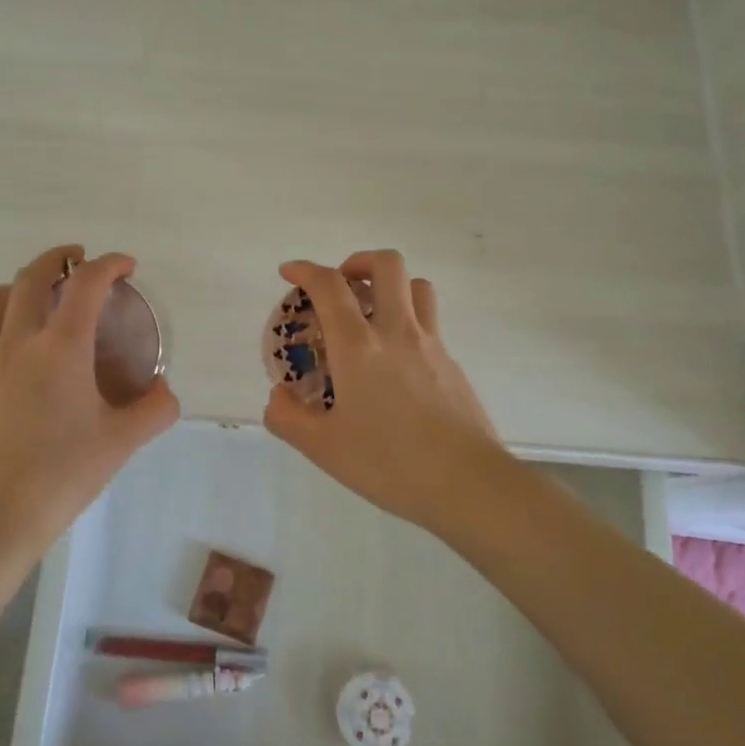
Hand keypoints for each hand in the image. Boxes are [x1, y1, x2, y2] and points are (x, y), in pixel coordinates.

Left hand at [0, 245, 179, 554]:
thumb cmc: (62, 475)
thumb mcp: (121, 443)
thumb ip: (153, 411)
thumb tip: (164, 393)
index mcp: (60, 348)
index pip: (85, 285)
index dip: (109, 264)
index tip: (127, 266)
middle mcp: (18, 344)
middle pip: (29, 277)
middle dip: (58, 259)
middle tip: (80, 262)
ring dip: (15, 286)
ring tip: (39, 298)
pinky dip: (6, 330)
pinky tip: (29, 364)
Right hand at [262, 251, 506, 536]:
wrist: (466, 483)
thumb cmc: (389, 463)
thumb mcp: (323, 448)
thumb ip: (288, 418)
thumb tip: (278, 396)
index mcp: (358, 346)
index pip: (330, 286)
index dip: (306, 270)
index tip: (290, 273)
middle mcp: (397, 332)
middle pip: (387, 264)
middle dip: (358, 262)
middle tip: (342, 287)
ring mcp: (431, 344)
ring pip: (417, 286)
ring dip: (391, 286)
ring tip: (372, 313)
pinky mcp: (453, 364)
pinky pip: (430, 322)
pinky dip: (409, 321)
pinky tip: (397, 361)